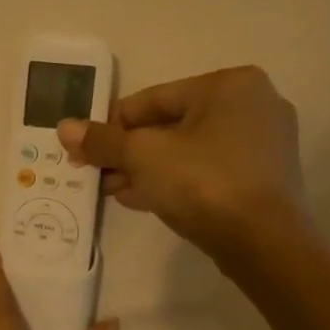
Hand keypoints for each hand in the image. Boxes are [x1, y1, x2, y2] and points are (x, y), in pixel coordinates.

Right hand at [58, 66, 309, 264]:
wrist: (265, 244)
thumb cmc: (203, 182)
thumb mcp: (143, 156)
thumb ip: (103, 140)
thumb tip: (64, 128)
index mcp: (229, 85)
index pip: (153, 99)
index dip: (111, 124)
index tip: (83, 147)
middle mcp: (253, 105)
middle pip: (170, 125)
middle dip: (127, 150)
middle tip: (93, 171)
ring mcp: (263, 143)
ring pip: (187, 150)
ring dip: (145, 168)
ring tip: (109, 188)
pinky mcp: (263, 177)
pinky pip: (207, 170)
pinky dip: (173, 179)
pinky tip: (139, 198)